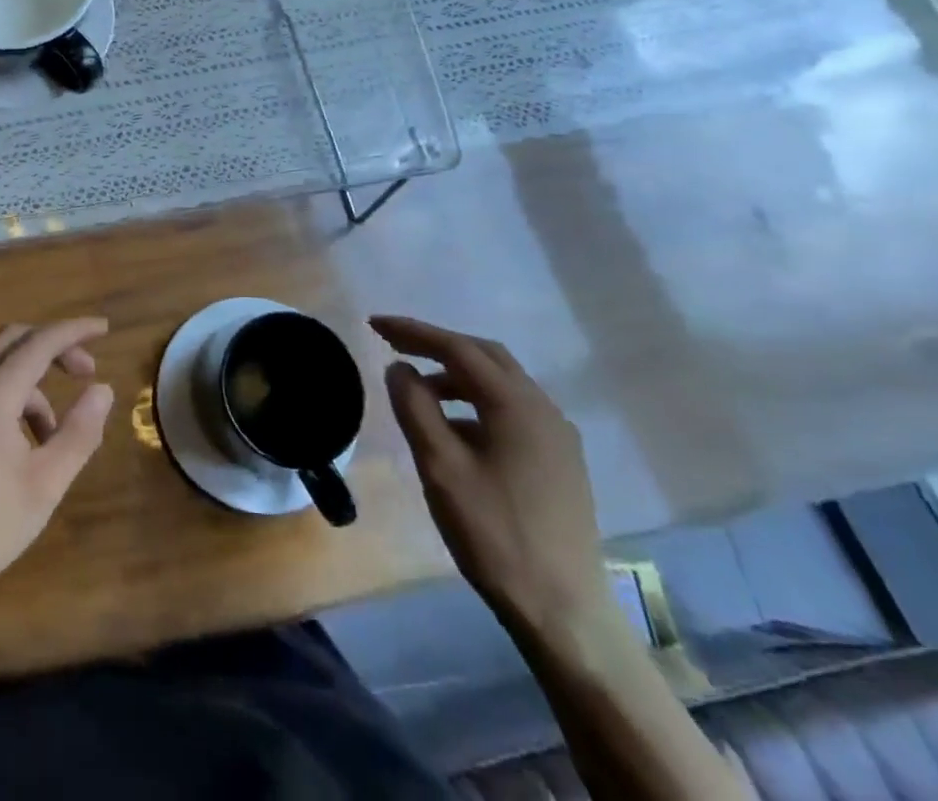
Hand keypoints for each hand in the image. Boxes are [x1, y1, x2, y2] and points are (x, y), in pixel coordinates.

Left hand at [0, 318, 114, 613]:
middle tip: (85, 372)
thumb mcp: (46, 484)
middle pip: (12, 341)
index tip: (104, 329)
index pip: (39, 343)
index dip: (74, 331)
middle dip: (53, 348)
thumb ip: (79, 431)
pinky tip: (13, 445)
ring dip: (29, 385)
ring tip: (50, 435)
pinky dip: (2, 399)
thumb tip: (102, 389)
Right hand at [372, 316, 611, 646]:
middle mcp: (544, 410)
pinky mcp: (559, 462)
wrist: (564, 613)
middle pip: (485, 356)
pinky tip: (453, 428)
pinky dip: (476, 402)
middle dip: (438, 345)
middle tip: (394, 344)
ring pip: (501, 384)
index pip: (458, 348)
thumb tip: (400, 368)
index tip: (374, 324)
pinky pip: (512, 410)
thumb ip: (415, 408)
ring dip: (456, 375)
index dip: (413, 331)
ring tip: (418, 390)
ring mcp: (557, 437)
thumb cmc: (495, 533)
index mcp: (518, 405)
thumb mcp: (440, 466)